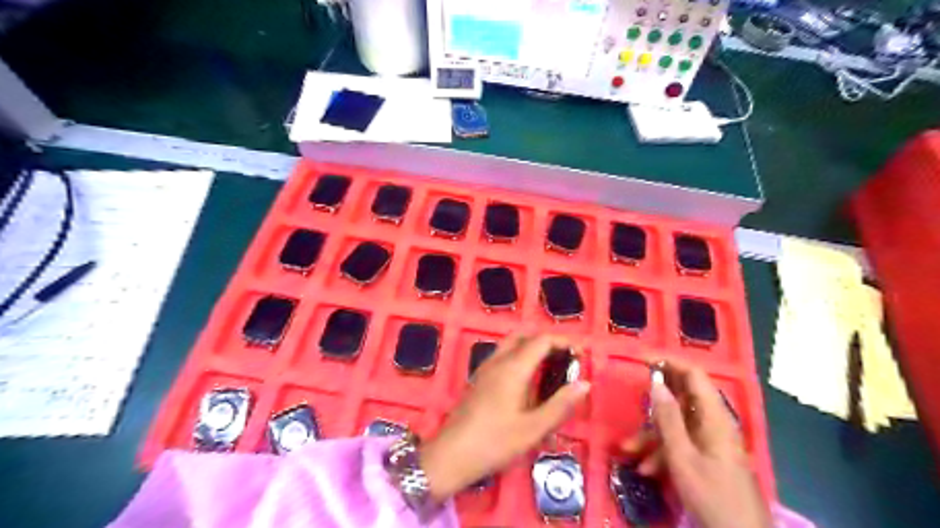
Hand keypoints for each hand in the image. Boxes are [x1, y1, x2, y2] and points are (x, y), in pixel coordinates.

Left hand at [424, 332, 589, 500]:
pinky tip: (527, 381)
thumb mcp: (533, 429)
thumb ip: (560, 405)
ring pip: (511, 345)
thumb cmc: (494, 442)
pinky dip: (520, 357)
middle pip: (525, 337)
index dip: (563, 342)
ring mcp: (485, 369)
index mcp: (513, 368)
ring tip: (550, 369)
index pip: (541, 340)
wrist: (451, 455)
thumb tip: (585, 383)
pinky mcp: (479, 379)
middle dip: (547, 342)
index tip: (581, 354)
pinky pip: (503, 357)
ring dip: (532, 348)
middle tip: (566, 359)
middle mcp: (498, 361)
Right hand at [622, 359, 769, 527]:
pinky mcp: (707, 457)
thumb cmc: (713, 496)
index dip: (669, 363)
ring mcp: (711, 441)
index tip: (642, 361)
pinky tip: (647, 469)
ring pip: (677, 424)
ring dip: (652, 433)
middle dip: (655, 400)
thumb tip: (656, 383)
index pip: (694, 375)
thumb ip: (668, 419)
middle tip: (633, 397)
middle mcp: (714, 423)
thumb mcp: (682, 458)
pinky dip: (663, 451)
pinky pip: (682, 443)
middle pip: (683, 397)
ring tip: (629, 448)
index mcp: (714, 417)